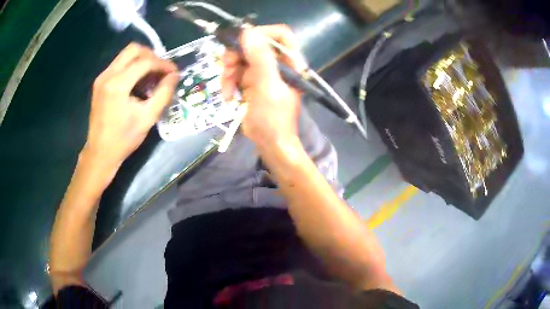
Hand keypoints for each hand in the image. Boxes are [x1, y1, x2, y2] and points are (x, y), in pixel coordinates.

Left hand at [84, 43, 178, 167]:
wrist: (100, 153)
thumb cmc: (123, 138)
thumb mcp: (148, 118)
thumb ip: (163, 93)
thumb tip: (175, 75)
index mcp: (118, 84)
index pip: (145, 62)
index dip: (163, 64)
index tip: (174, 72)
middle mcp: (108, 75)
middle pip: (133, 49)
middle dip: (151, 55)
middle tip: (161, 69)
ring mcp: (102, 77)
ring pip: (125, 55)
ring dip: (141, 60)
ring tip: (151, 75)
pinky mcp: (100, 82)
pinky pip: (119, 64)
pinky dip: (131, 67)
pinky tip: (137, 81)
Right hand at [221, 25, 301, 148]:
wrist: (269, 142)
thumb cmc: (273, 118)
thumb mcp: (267, 86)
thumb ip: (260, 58)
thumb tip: (248, 32)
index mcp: (289, 61)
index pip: (279, 34)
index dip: (261, 32)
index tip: (243, 41)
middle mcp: (276, 63)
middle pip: (253, 43)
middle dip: (236, 55)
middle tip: (227, 67)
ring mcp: (262, 71)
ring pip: (240, 57)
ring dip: (228, 71)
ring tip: (227, 89)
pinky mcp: (250, 81)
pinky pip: (234, 72)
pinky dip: (228, 82)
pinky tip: (227, 96)